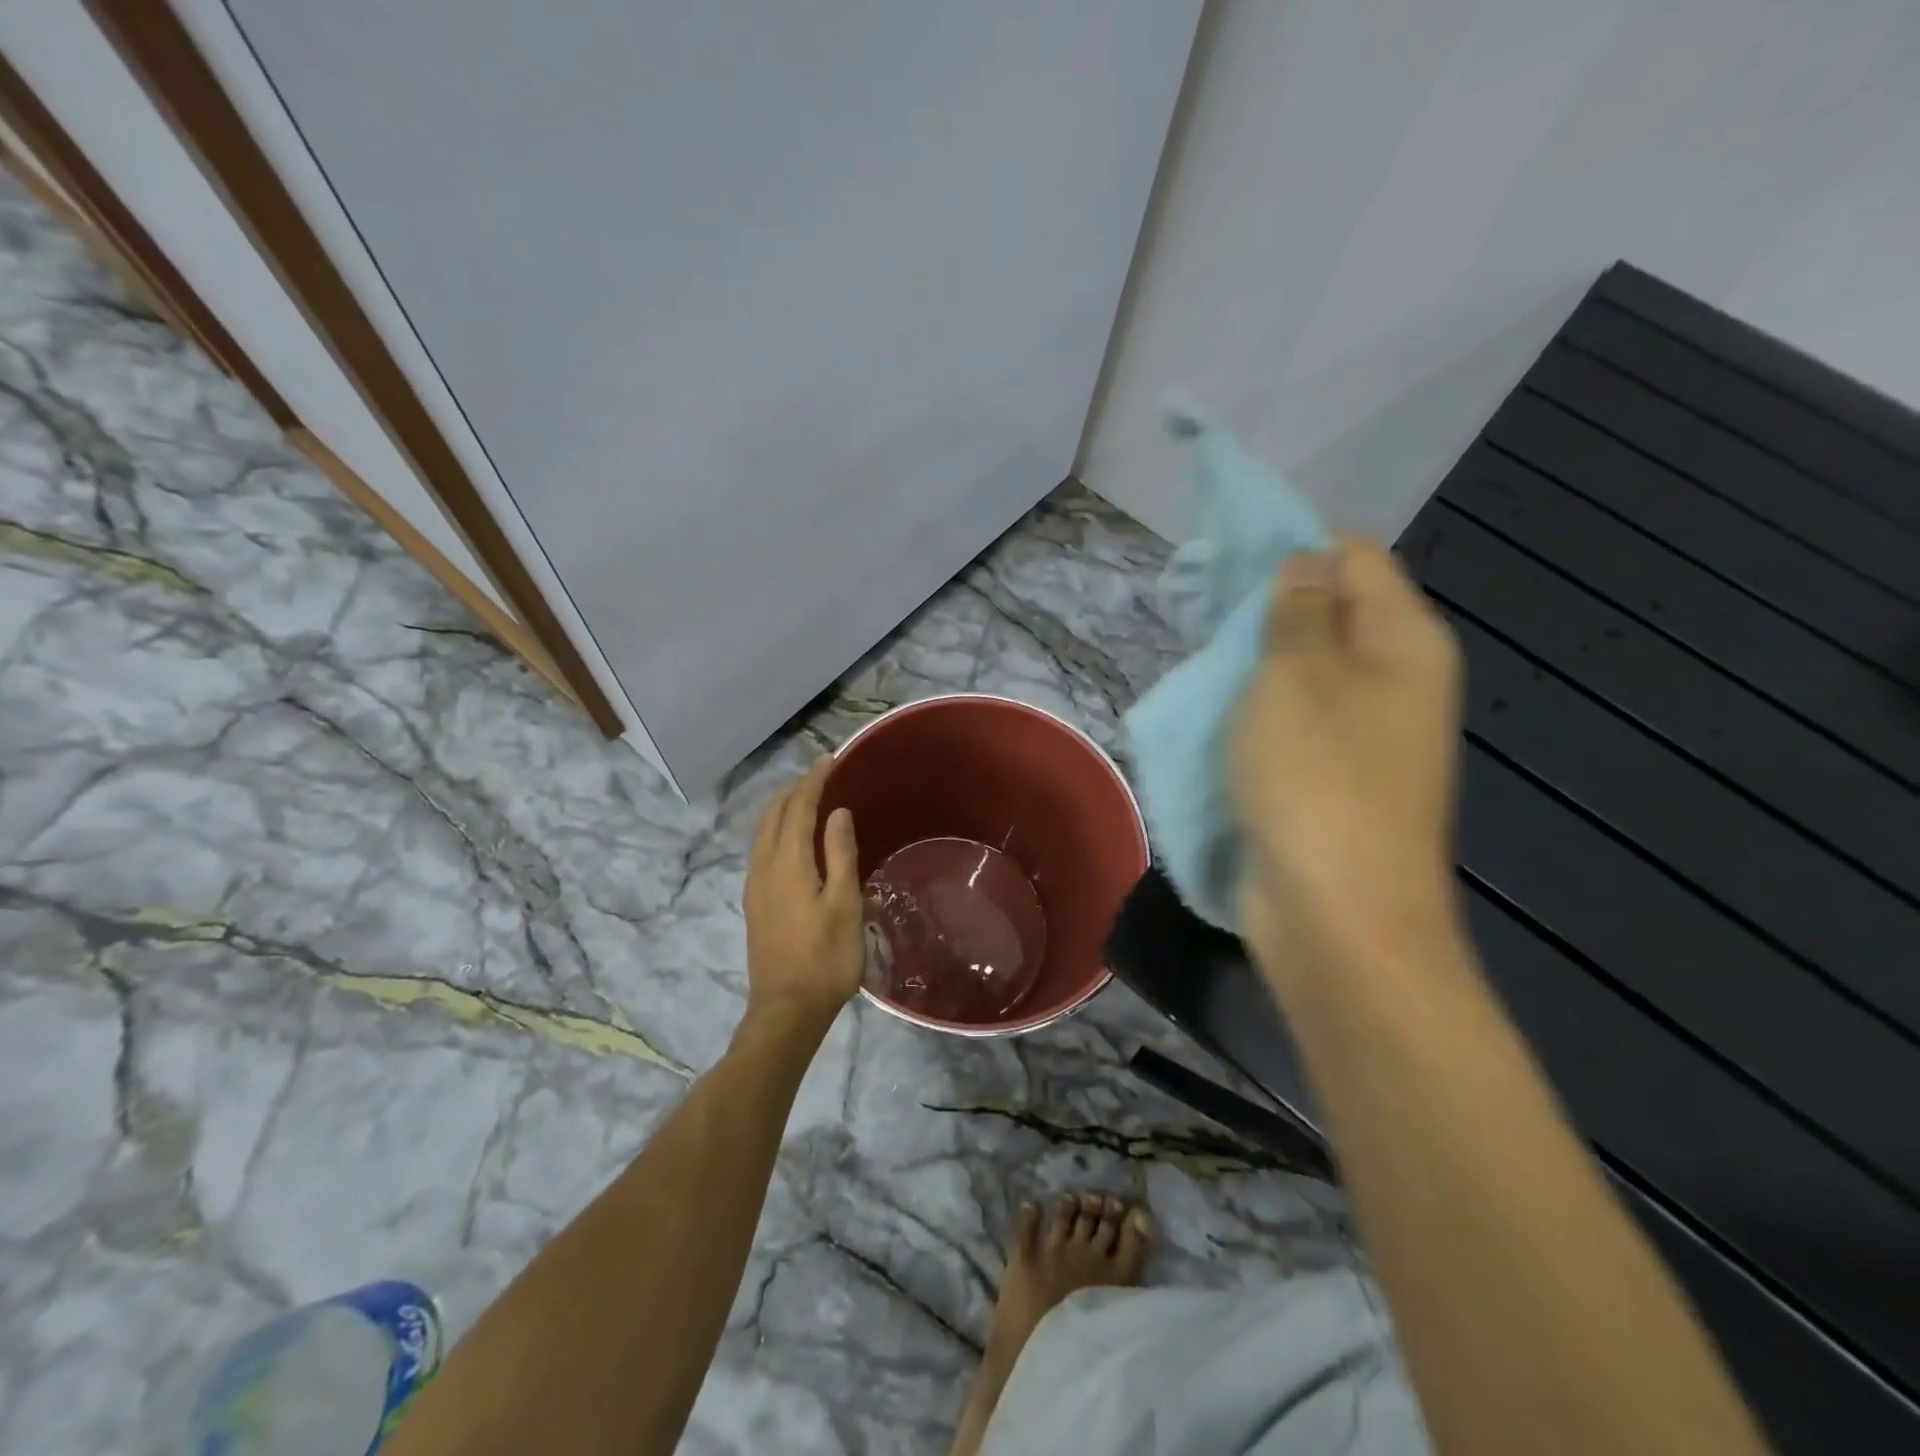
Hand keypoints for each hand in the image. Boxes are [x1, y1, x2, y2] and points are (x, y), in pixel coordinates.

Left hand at [741, 758, 863, 1033]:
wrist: (786, 1010)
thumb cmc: (826, 958)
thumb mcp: (844, 904)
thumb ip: (839, 854)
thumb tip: (836, 812)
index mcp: (788, 863)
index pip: (798, 807)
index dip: (813, 780)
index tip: (830, 759)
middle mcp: (764, 866)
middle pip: (773, 813)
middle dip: (795, 788)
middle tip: (821, 773)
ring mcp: (755, 885)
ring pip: (763, 830)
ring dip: (783, 806)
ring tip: (807, 797)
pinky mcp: (754, 902)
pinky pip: (762, 848)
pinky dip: (777, 828)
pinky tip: (792, 838)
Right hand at [1230, 537, 1464, 981]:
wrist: (1337, 915)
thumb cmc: (1317, 779)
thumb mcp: (1294, 676)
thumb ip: (1297, 611)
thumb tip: (1305, 563)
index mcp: (1404, 641)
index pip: (1355, 556)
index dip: (1292, 547)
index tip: (1224, 564)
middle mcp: (1394, 682)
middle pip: (1329, 614)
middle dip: (1264, 609)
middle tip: (1200, 619)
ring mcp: (1365, 737)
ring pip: (1303, 674)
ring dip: (1253, 667)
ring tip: (1198, 668)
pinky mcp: (1331, 780)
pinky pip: (1290, 726)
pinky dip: (1253, 715)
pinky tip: (1211, 718)